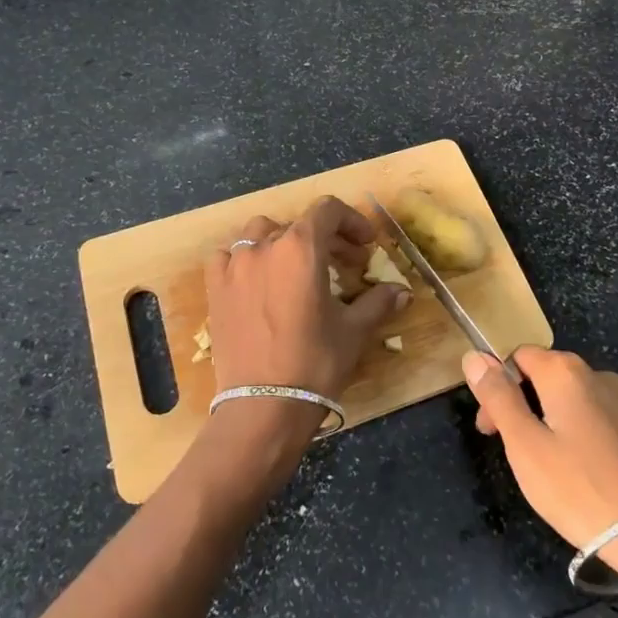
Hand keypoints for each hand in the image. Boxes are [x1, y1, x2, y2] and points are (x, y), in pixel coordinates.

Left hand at [203, 195, 410, 407]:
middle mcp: (265, 246)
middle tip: (345, 265)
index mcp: (302, 247)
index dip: (351, 221)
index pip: (328, 211)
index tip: (366, 244)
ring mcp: (235, 265)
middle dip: (326, 239)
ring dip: (283, 242)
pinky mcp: (215, 288)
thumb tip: (402, 292)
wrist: (263, 406)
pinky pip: (227, 256)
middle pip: (299, 225)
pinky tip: (256, 278)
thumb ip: (378, 303)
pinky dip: (244, 258)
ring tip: (297, 268)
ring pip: (260, 234)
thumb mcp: (353, 330)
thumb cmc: (315, 362)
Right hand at [462, 350, 617, 553]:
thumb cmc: (578, 489)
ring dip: (553, 420)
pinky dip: (583, 435)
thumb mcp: (524, 445)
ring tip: (549, 467)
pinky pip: (601, 419)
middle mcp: (599, 375)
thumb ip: (498, 396)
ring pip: (575, 399)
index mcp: (566, 372)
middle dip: (523, 404)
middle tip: (514, 451)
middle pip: (547, 375)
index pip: (517, 357)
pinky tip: (584, 473)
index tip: (491, 429)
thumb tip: (475, 356)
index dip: (497, 388)